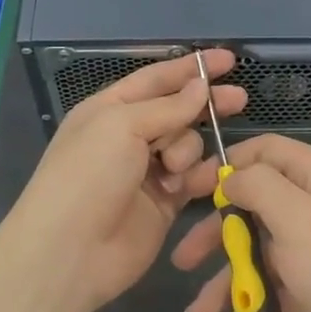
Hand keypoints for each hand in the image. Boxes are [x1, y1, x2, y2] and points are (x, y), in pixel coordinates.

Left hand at [7, 50, 243, 311]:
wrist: (71, 251)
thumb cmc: (88, 176)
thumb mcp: (122, 126)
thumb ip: (167, 107)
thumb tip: (200, 88)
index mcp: (110, 109)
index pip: (157, 78)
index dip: (191, 67)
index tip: (228, 60)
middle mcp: (129, 136)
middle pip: (178, 110)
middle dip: (205, 104)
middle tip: (239, 99)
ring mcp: (147, 171)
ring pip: (188, 145)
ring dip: (188, 151)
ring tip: (173, 170)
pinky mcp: (165, 203)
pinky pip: (193, 179)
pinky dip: (198, 178)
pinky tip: (192, 183)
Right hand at [170, 134, 310, 311]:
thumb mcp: (296, 217)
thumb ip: (258, 186)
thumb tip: (232, 175)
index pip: (265, 152)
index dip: (226, 166)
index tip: (188, 190)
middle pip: (257, 207)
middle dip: (217, 236)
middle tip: (182, 260)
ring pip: (262, 254)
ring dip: (228, 283)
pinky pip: (277, 289)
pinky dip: (253, 310)